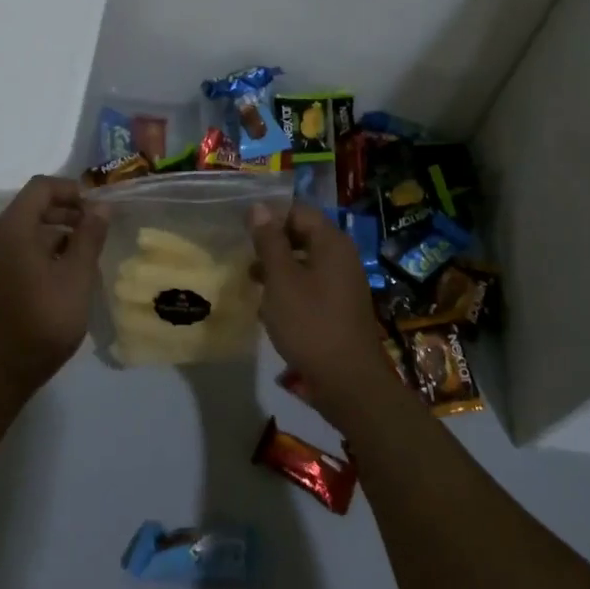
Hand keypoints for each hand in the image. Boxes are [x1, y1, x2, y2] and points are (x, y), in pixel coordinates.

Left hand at [0, 176, 108, 397]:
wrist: (3, 371)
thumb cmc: (44, 321)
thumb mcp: (76, 277)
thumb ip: (89, 237)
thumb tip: (101, 206)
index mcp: (12, 230)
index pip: (41, 188)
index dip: (72, 190)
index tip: (98, 207)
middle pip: (33, 205)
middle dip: (68, 209)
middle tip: (98, 227)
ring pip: (28, 228)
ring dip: (58, 230)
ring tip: (89, 249)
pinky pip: (20, 247)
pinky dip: (45, 247)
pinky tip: (69, 269)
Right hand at [249, 202, 393, 419]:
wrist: (347, 381)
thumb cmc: (310, 323)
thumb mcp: (281, 279)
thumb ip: (269, 241)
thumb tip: (258, 207)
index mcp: (331, 243)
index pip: (298, 210)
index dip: (270, 216)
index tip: (242, 230)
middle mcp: (341, 257)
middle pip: (302, 235)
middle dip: (271, 243)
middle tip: (243, 255)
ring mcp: (342, 283)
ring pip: (304, 262)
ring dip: (277, 268)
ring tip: (250, 281)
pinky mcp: (338, 307)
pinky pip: (310, 286)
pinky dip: (289, 289)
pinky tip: (268, 307)